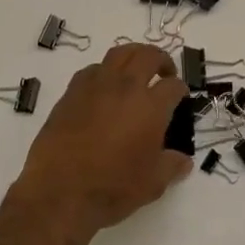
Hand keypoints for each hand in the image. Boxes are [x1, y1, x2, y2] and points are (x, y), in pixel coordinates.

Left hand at [13, 43, 191, 236]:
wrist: (60, 190)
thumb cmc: (112, 187)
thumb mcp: (152, 184)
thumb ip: (171, 166)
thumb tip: (184, 161)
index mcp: (151, 106)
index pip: (173, 87)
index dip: (180, 90)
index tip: (180, 97)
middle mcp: (126, 87)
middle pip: (148, 56)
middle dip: (161, 60)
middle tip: (165, 73)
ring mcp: (96, 85)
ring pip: (119, 53)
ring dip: (134, 56)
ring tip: (137, 69)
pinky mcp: (72, 92)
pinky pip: (93, 69)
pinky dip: (105, 71)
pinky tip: (105, 87)